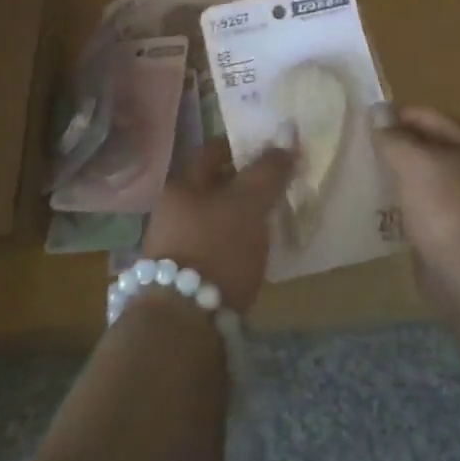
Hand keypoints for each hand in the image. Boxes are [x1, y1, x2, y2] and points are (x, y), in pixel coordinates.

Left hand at [142, 138, 294, 314]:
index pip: (212, 151)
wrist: (184, 323)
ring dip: (239, 217)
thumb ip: (268, 171)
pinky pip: (215, 247)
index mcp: (181, 185)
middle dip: (242, 184)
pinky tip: (254, 253)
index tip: (269, 148)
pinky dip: (234, 244)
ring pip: (214, 218)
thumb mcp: (248, 204)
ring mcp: (175, 246)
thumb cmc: (216, 248)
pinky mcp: (185, 278)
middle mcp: (172, 211)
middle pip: (212, 186)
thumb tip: (287, 137)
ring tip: (271, 219)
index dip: (240, 146)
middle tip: (277, 184)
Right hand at [372, 105, 459, 314]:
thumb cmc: (450, 208)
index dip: (398, 115)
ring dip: (399, 180)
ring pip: (426, 184)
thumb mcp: (415, 162)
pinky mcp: (456, 239)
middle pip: (430, 150)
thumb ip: (393, 137)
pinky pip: (424, 214)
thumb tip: (377, 110)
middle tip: (360, 149)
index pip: (430, 117)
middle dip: (398, 148)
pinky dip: (404, 211)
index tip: (364, 121)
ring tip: (365, 178)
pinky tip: (380, 213)